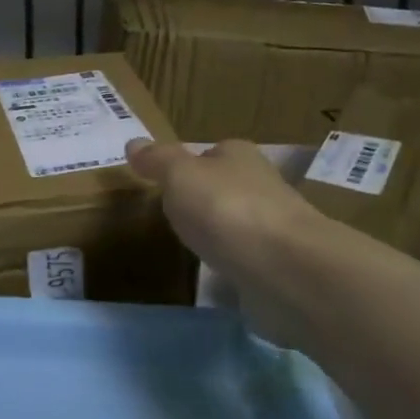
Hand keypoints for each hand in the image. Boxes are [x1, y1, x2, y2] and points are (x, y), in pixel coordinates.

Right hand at [126, 139, 327, 346]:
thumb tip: (133, 143)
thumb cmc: (226, 210)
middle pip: (225, 187)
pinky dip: (234, 265)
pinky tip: (218, 276)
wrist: (285, 269)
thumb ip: (158, 161)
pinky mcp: (279, 266)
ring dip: (219, 234)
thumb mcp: (180, 176)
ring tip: (191, 249)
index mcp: (239, 156)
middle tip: (173, 218)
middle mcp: (261, 185)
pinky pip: (247, 259)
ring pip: (237, 224)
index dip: (188, 166)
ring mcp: (273, 228)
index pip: (211, 153)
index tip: (166, 185)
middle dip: (203, 201)